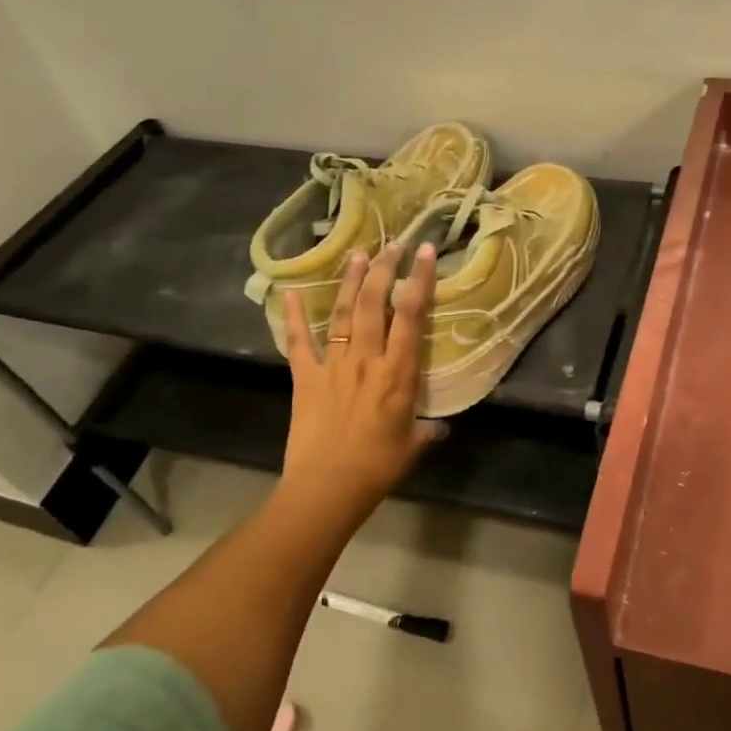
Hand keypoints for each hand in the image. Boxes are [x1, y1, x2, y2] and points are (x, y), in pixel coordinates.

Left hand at [279, 242, 444, 522]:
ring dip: (350, 282)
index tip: (424, 253)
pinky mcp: (305, 378)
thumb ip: (427, 430)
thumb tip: (440, 427)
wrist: (328, 486)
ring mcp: (333, 365)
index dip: (418, 280)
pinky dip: (292, 317)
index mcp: (398, 372)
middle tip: (391, 244)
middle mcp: (366, 359)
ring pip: (342, 313)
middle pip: (374, 303)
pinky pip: (298, 342)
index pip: (410, 316)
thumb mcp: (413, 445)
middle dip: (384, 269)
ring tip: (358, 254)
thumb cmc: (378, 466)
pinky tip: (289, 292)